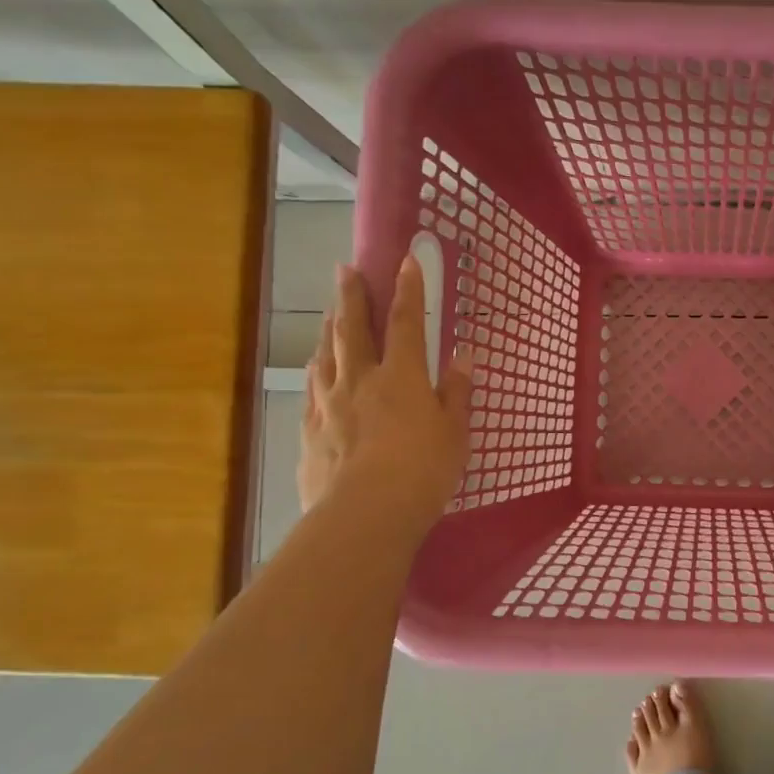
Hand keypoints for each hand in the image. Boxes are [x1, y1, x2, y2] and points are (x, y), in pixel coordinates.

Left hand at [299, 257, 473, 529]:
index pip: (407, 323)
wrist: (366, 513)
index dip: (408, 290)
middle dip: (352, 295)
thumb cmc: (423, 470)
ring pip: (326, 354)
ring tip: (330, 311)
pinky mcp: (310, 430)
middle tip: (345, 269)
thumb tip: (463, 355)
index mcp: (401, 376)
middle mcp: (360, 379)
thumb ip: (456, 391)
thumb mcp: (455, 432)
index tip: (405, 260)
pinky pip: (311, 388)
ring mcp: (329, 403)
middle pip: (353, 328)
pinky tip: (314, 366)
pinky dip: (315, 369)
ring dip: (329, 327)